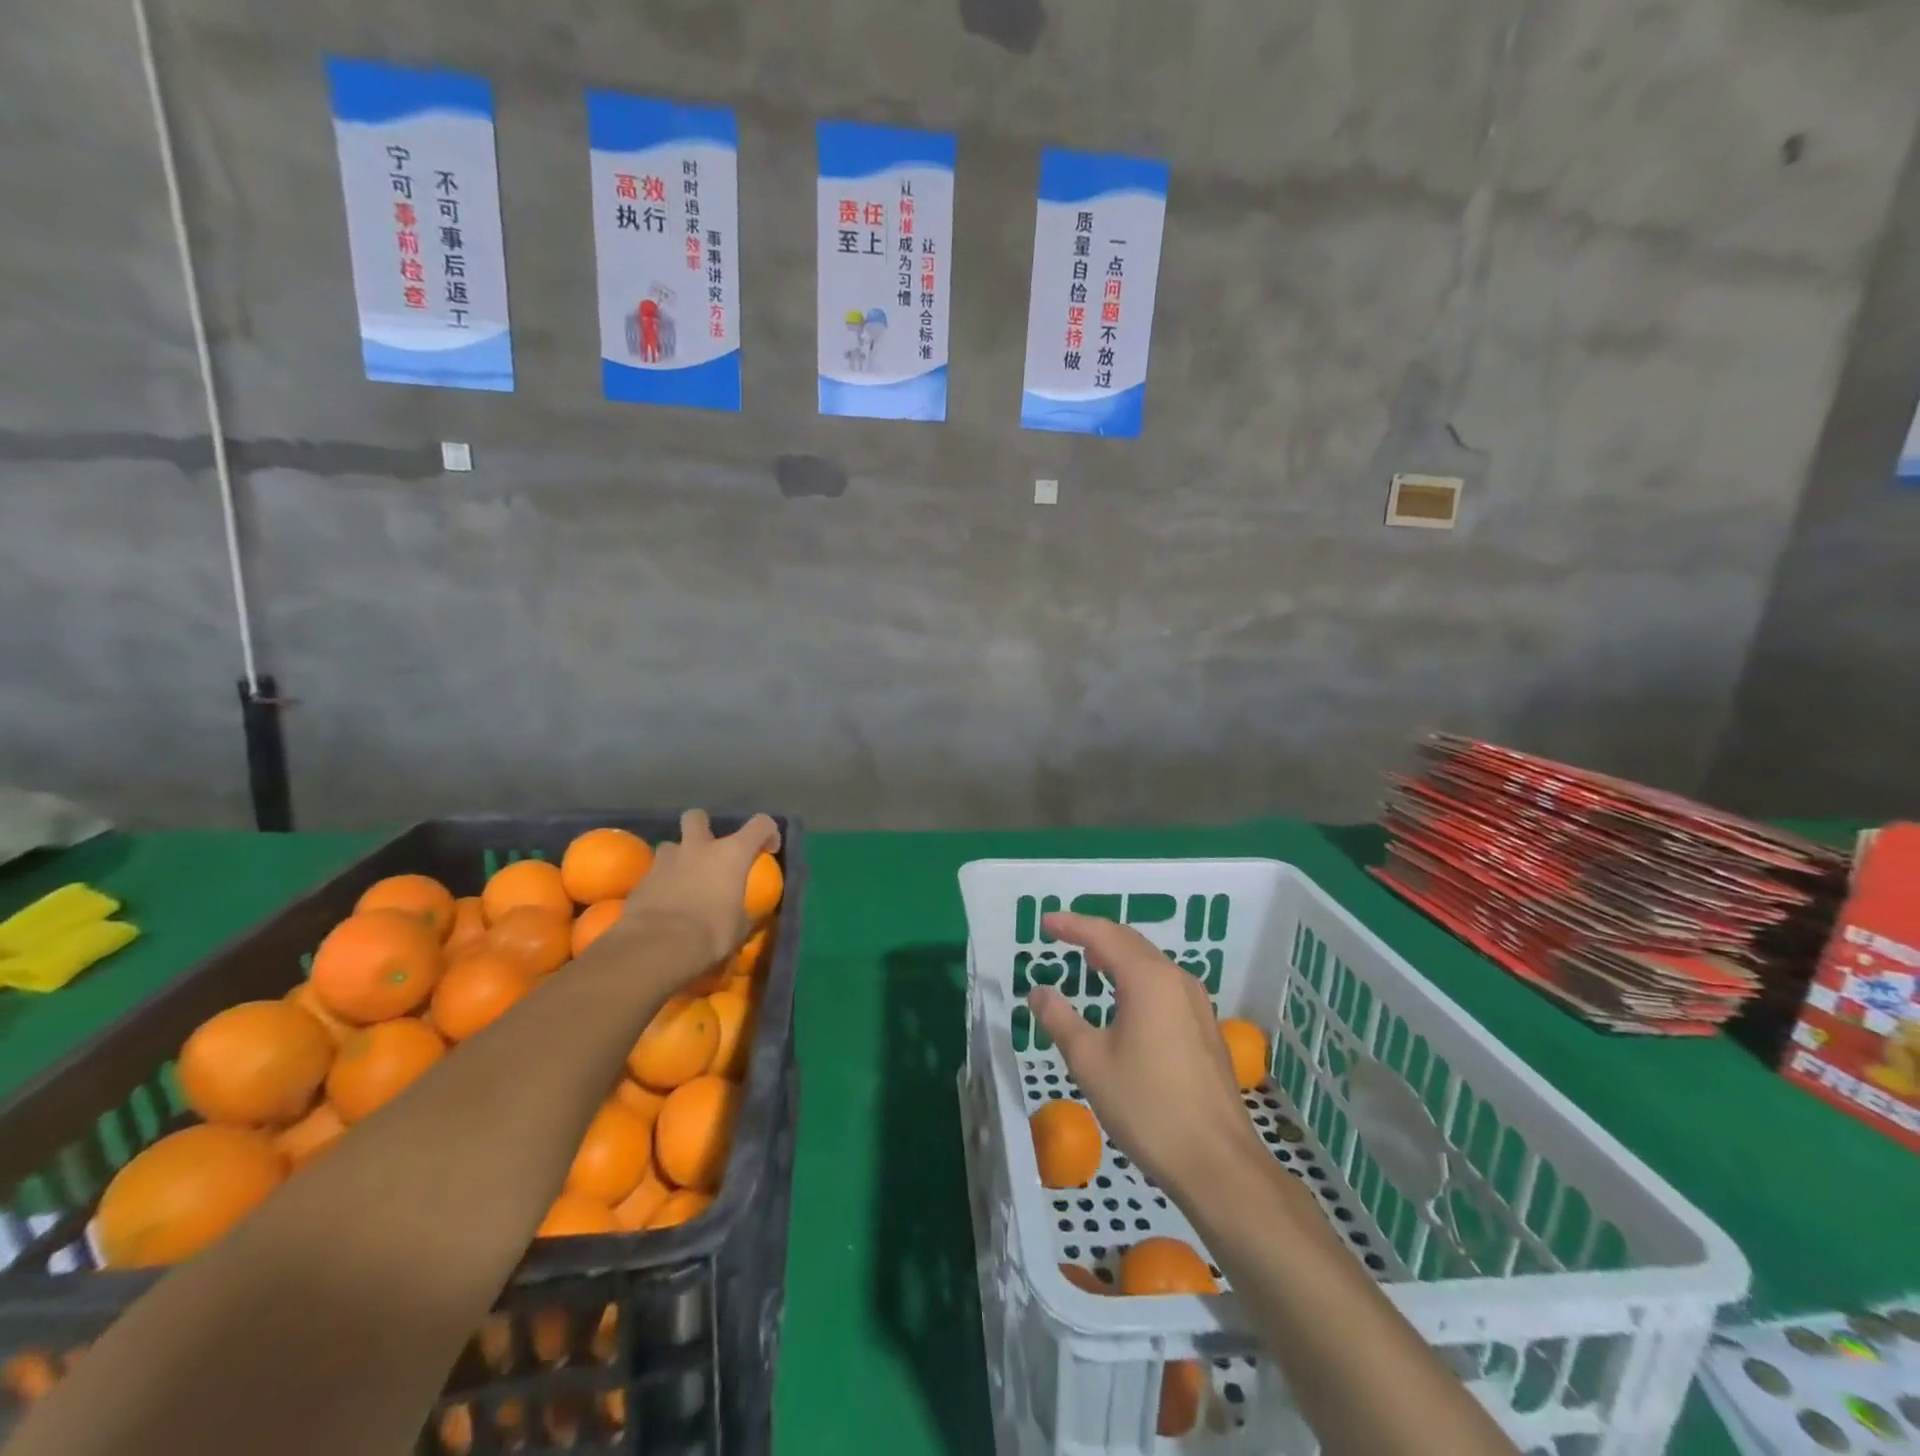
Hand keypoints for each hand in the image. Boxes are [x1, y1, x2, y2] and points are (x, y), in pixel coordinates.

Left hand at [617, 810, 780, 973]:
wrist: (657, 947)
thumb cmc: (711, 933)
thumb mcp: (740, 927)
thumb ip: (745, 913)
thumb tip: (750, 914)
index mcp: (732, 854)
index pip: (760, 824)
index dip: (768, 832)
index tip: (768, 850)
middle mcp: (698, 848)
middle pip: (697, 818)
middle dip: (702, 828)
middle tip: (709, 850)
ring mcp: (665, 861)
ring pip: (671, 846)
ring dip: (678, 859)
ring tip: (683, 882)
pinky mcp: (641, 880)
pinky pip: (654, 874)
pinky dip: (661, 885)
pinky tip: (664, 906)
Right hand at [1029, 912, 1262, 1198]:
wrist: (1217, 1163)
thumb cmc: (1147, 1106)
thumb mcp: (1090, 1061)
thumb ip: (1060, 1019)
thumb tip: (1039, 991)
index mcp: (1148, 979)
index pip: (1104, 935)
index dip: (1072, 925)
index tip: (1045, 922)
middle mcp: (1177, 980)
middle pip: (1131, 943)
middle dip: (1095, 935)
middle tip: (1063, 936)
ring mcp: (1197, 1005)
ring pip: (1151, 964)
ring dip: (1118, 956)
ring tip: (1089, 961)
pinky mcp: (1205, 1029)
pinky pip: (1164, 986)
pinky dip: (1136, 978)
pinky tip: (1123, 999)